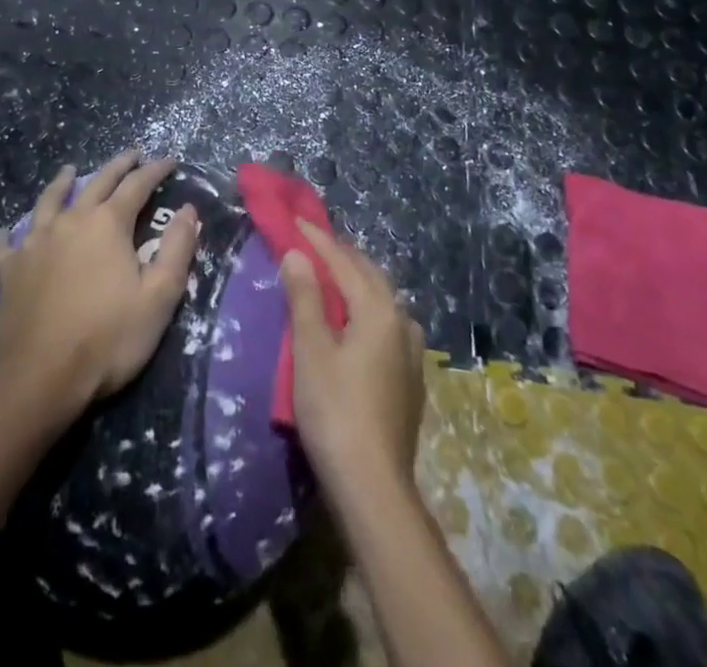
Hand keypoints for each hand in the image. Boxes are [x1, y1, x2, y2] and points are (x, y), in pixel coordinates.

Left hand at [0, 151, 199, 416]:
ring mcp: (34, 243)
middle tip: (131, 155)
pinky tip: (8, 233)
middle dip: (117, 166)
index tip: (169, 161)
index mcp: (108, 224)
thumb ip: (177, 248)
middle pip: (96, 183)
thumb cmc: (109, 338)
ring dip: (62, 183)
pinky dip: (9, 234)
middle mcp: (70, 221)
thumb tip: (188, 210)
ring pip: (49, 201)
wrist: (41, 378)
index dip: (155, 170)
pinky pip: (5, 244)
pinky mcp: (9, 270)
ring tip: (69, 171)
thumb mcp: (160, 296)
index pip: (137, 185)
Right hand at [280, 220, 426, 492]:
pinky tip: (356, 321)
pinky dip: (367, 308)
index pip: (343, 261)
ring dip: (357, 281)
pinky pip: (387, 323)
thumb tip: (297, 254)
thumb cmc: (335, 411)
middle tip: (312, 243)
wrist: (374, 486)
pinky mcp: (410, 378)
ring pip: (383, 299)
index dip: (317, 239)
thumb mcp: (311, 350)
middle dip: (340, 255)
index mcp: (378, 309)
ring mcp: (411, 351)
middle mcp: (401, 320)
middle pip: (369, 274)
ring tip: (332, 276)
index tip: (295, 221)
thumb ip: (305, 298)